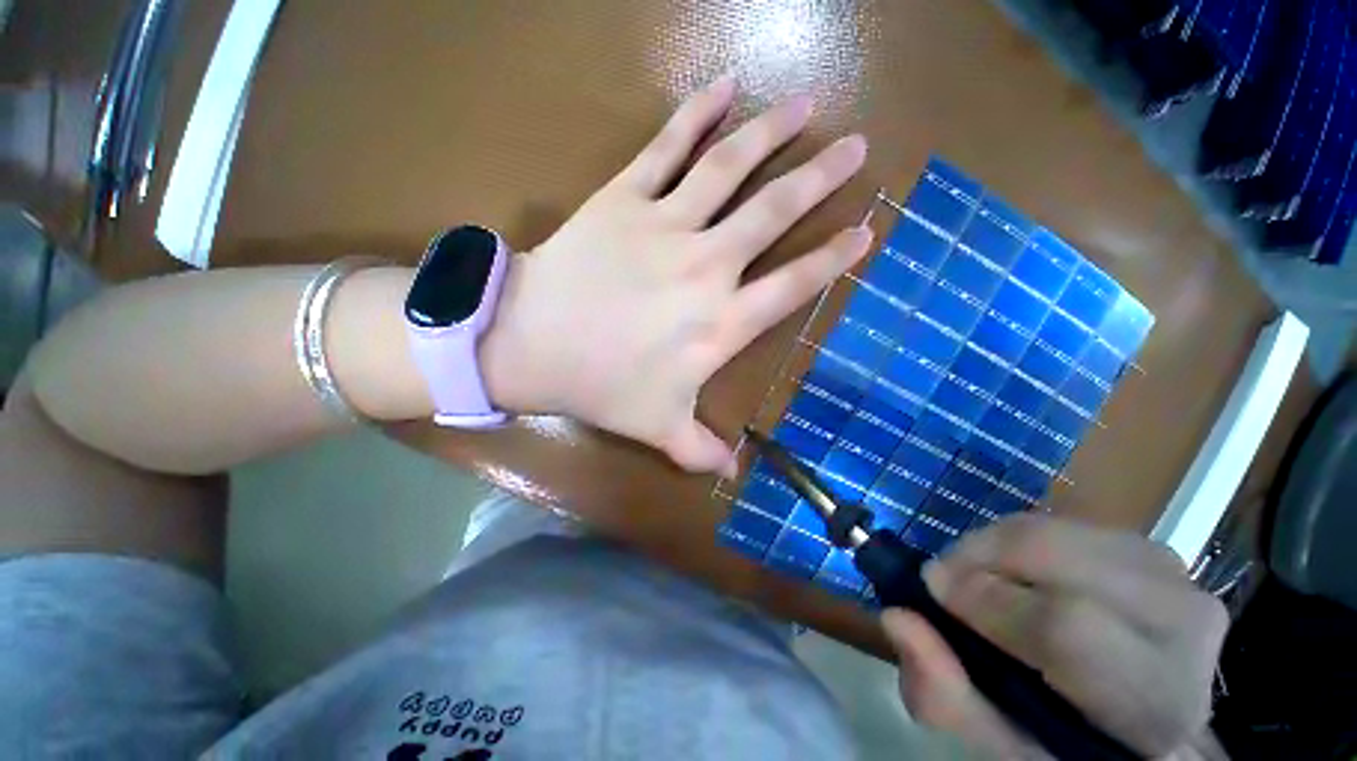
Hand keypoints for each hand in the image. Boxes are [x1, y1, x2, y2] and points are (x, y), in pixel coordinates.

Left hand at [479, 75, 871, 475]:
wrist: (533, 343)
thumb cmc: (601, 386)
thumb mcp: (657, 427)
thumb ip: (701, 451)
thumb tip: (733, 474)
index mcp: (721, 322)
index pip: (795, 285)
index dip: (834, 258)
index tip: (866, 230)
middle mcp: (707, 266)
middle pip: (776, 213)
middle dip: (821, 178)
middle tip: (856, 149)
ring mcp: (666, 224)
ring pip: (731, 167)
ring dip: (773, 133)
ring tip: (807, 105)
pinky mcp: (625, 196)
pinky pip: (667, 146)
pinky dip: (698, 113)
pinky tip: (726, 87)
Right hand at [883, 515, 1227, 759]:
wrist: (1147, 717)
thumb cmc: (1070, 742)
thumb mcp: (1004, 744)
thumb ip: (947, 696)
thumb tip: (897, 619)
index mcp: (1154, 703)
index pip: (1066, 629)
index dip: (986, 601)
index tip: (932, 591)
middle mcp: (1182, 627)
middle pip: (1055, 556)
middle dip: (977, 558)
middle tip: (944, 579)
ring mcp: (1175, 576)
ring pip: (1051, 530)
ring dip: (992, 547)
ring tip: (974, 577)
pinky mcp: (1152, 549)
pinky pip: (1061, 523)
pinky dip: (1016, 540)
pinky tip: (1011, 571)